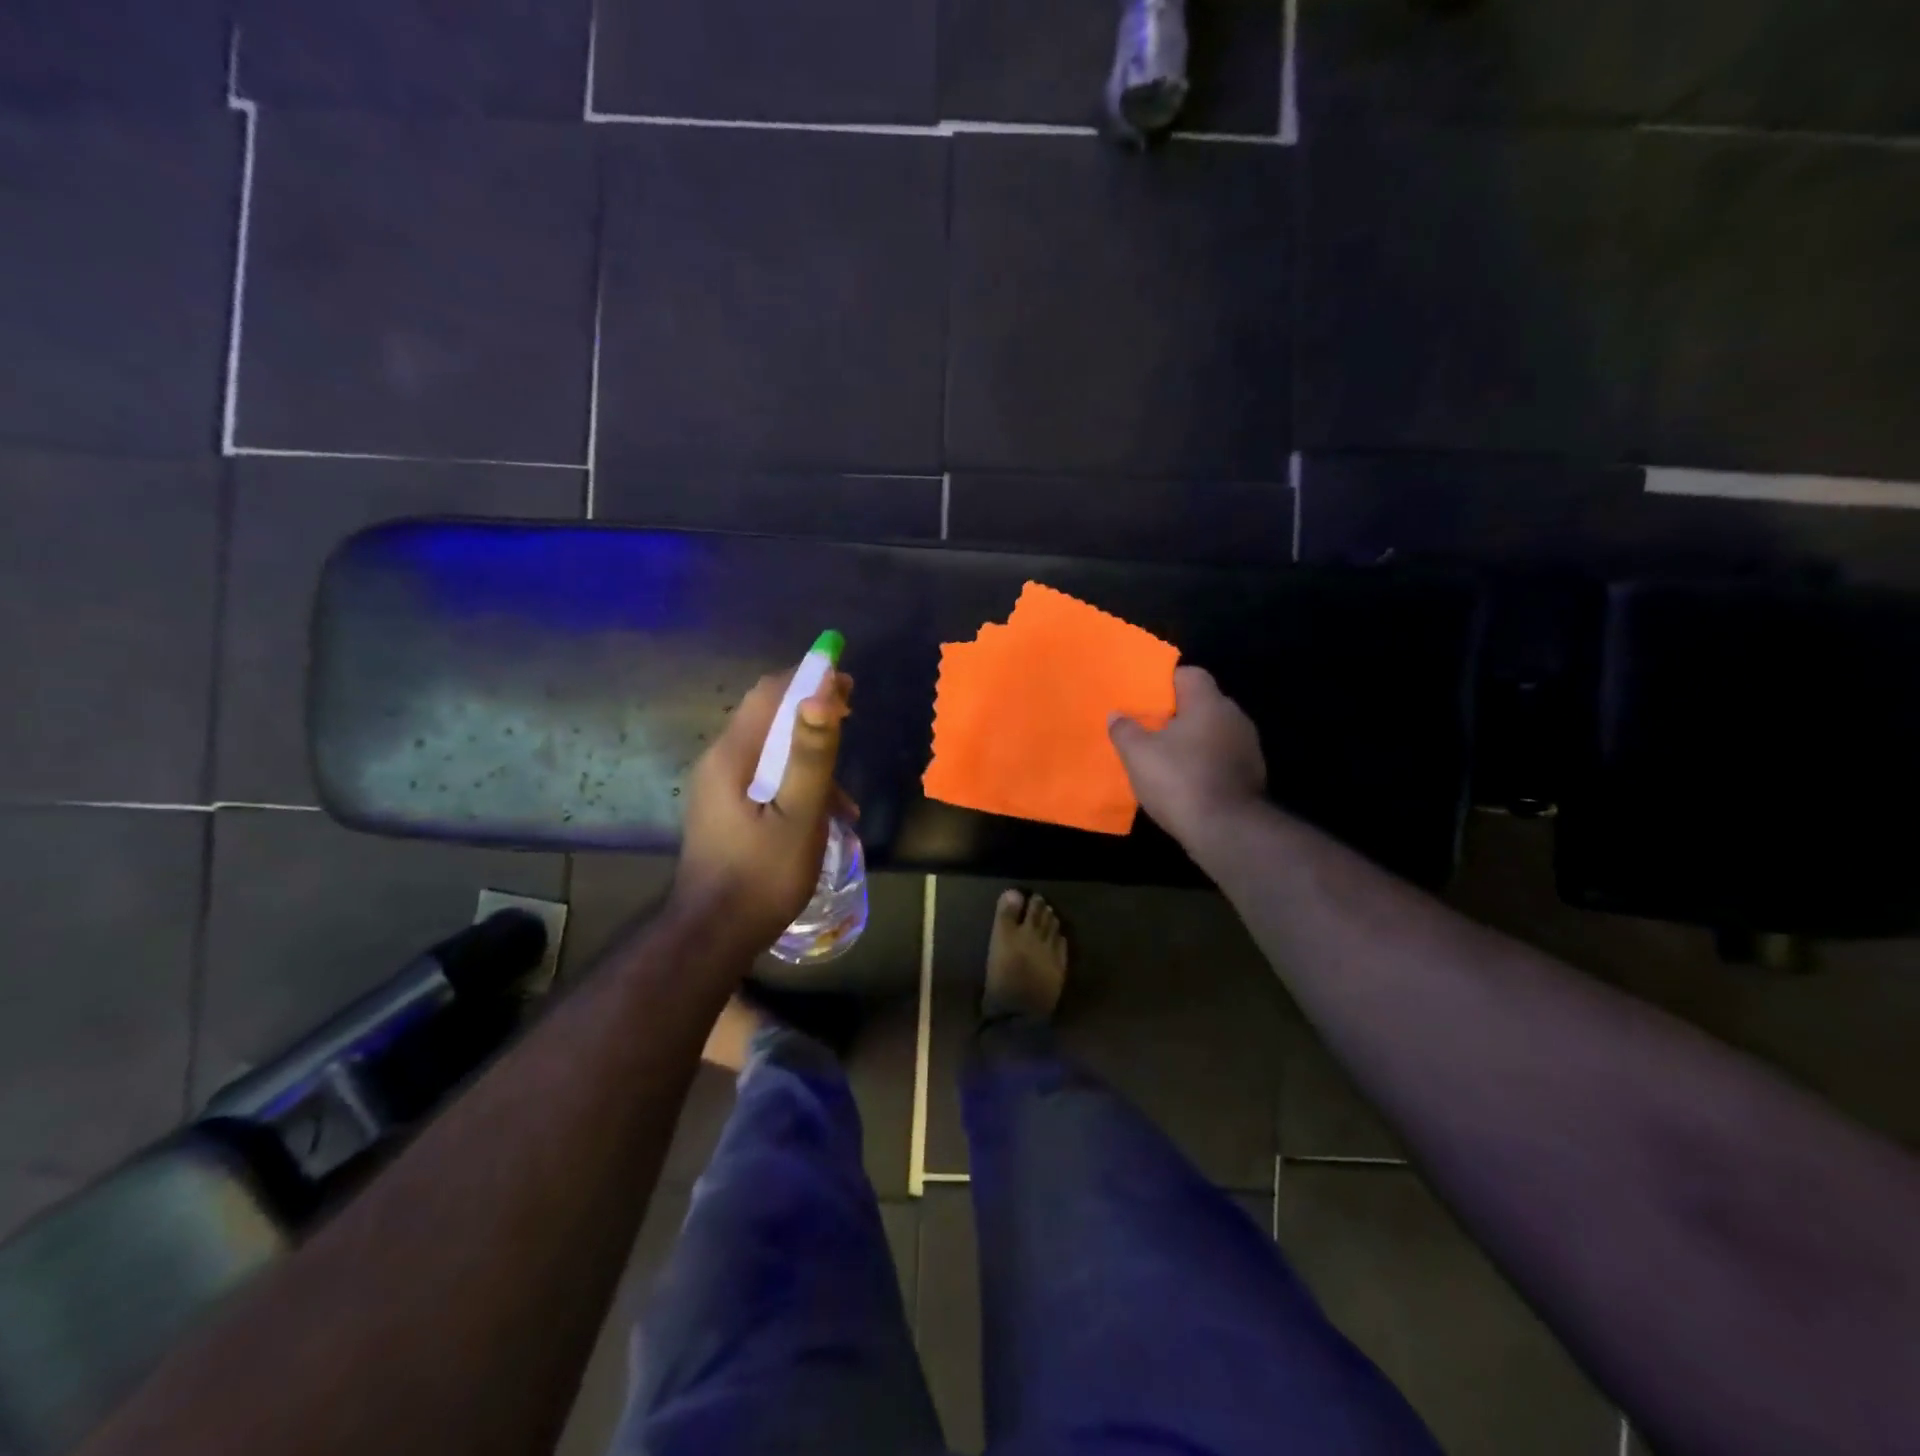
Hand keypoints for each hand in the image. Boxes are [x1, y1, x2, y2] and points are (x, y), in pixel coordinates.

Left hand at [672, 669, 854, 954]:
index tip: (849, 683)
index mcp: (731, 755)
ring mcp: (717, 788)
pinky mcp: (724, 810)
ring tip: (846, 793)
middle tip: (852, 717)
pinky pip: (764, 778)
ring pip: (768, 751)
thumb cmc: (761, 875)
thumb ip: (811, 755)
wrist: (713, 936)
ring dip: (809, 757)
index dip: (810, 678)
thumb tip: (822, 692)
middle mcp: (718, 761)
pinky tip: (824, 816)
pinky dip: (795, 783)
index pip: (770, 693)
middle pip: (767, 717)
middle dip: (812, 712)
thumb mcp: (799, 815)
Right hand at [1109, 666, 1265, 846]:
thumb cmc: (1179, 780)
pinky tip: (1185, 780)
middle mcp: (1234, 717)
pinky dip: (1204, 763)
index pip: (1189, 674)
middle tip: (1148, 727)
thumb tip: (1117, 714)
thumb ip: (1125, 729)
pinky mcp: (1252, 775)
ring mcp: (1248, 747)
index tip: (1144, 697)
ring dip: (1192, 741)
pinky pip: (1222, 758)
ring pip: (1213, 732)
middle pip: (1202, 704)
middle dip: (1176, 714)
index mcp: (1208, 702)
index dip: (1165, 682)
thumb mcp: (1138, 754)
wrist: (1227, 830)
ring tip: (1164, 756)